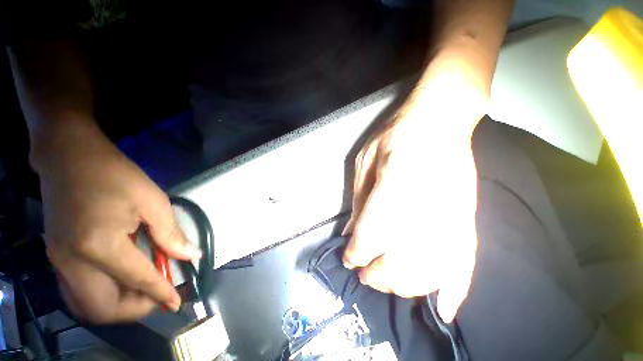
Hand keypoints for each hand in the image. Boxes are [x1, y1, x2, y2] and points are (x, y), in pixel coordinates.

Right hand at [33, 123, 201, 322]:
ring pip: (89, 305)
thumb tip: (191, 256)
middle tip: (159, 295)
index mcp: (99, 246)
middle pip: (104, 308)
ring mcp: (59, 262)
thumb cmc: (114, 174)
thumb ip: (171, 233)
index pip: (138, 281)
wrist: (68, 155)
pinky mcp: (57, 256)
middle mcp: (73, 263)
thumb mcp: (152, 200)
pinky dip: (104, 294)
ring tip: (145, 289)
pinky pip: (79, 292)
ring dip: (119, 305)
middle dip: (136, 309)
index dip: (161, 295)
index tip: (179, 304)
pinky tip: (123, 279)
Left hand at [343, 52, 487, 322]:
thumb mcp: (364, 162)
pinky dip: (455, 290)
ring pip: (428, 272)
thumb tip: (348, 233)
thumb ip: (358, 200)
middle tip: (364, 273)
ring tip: (387, 281)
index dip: (356, 253)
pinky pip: (465, 263)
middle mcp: (424, 209)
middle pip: (399, 263)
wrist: (439, 120)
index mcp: (393, 188)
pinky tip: (444, 309)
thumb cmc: (395, 134)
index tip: (349, 258)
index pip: (370, 237)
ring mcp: (451, 217)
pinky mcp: (467, 219)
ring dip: (404, 284)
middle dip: (377, 275)